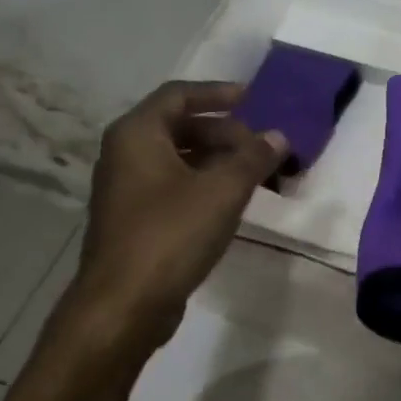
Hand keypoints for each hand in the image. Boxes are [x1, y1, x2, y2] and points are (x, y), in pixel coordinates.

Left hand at [62, 80, 286, 360]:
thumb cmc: (170, 235)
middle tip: (261, 147)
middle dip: (225, 133)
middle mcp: (124, 154)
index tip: (253, 99)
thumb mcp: (222, 191)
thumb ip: (253, 158)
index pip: (179, 95)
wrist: (122, 307)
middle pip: (180, 126)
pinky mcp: (133, 219)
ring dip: (218, 160)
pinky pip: (173, 185)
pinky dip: (203, 184)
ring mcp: (126, 188)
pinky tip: (232, 202)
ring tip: (255, 174)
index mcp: (137, 134)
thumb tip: (278, 137)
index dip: (217, 93)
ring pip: (178, 158)